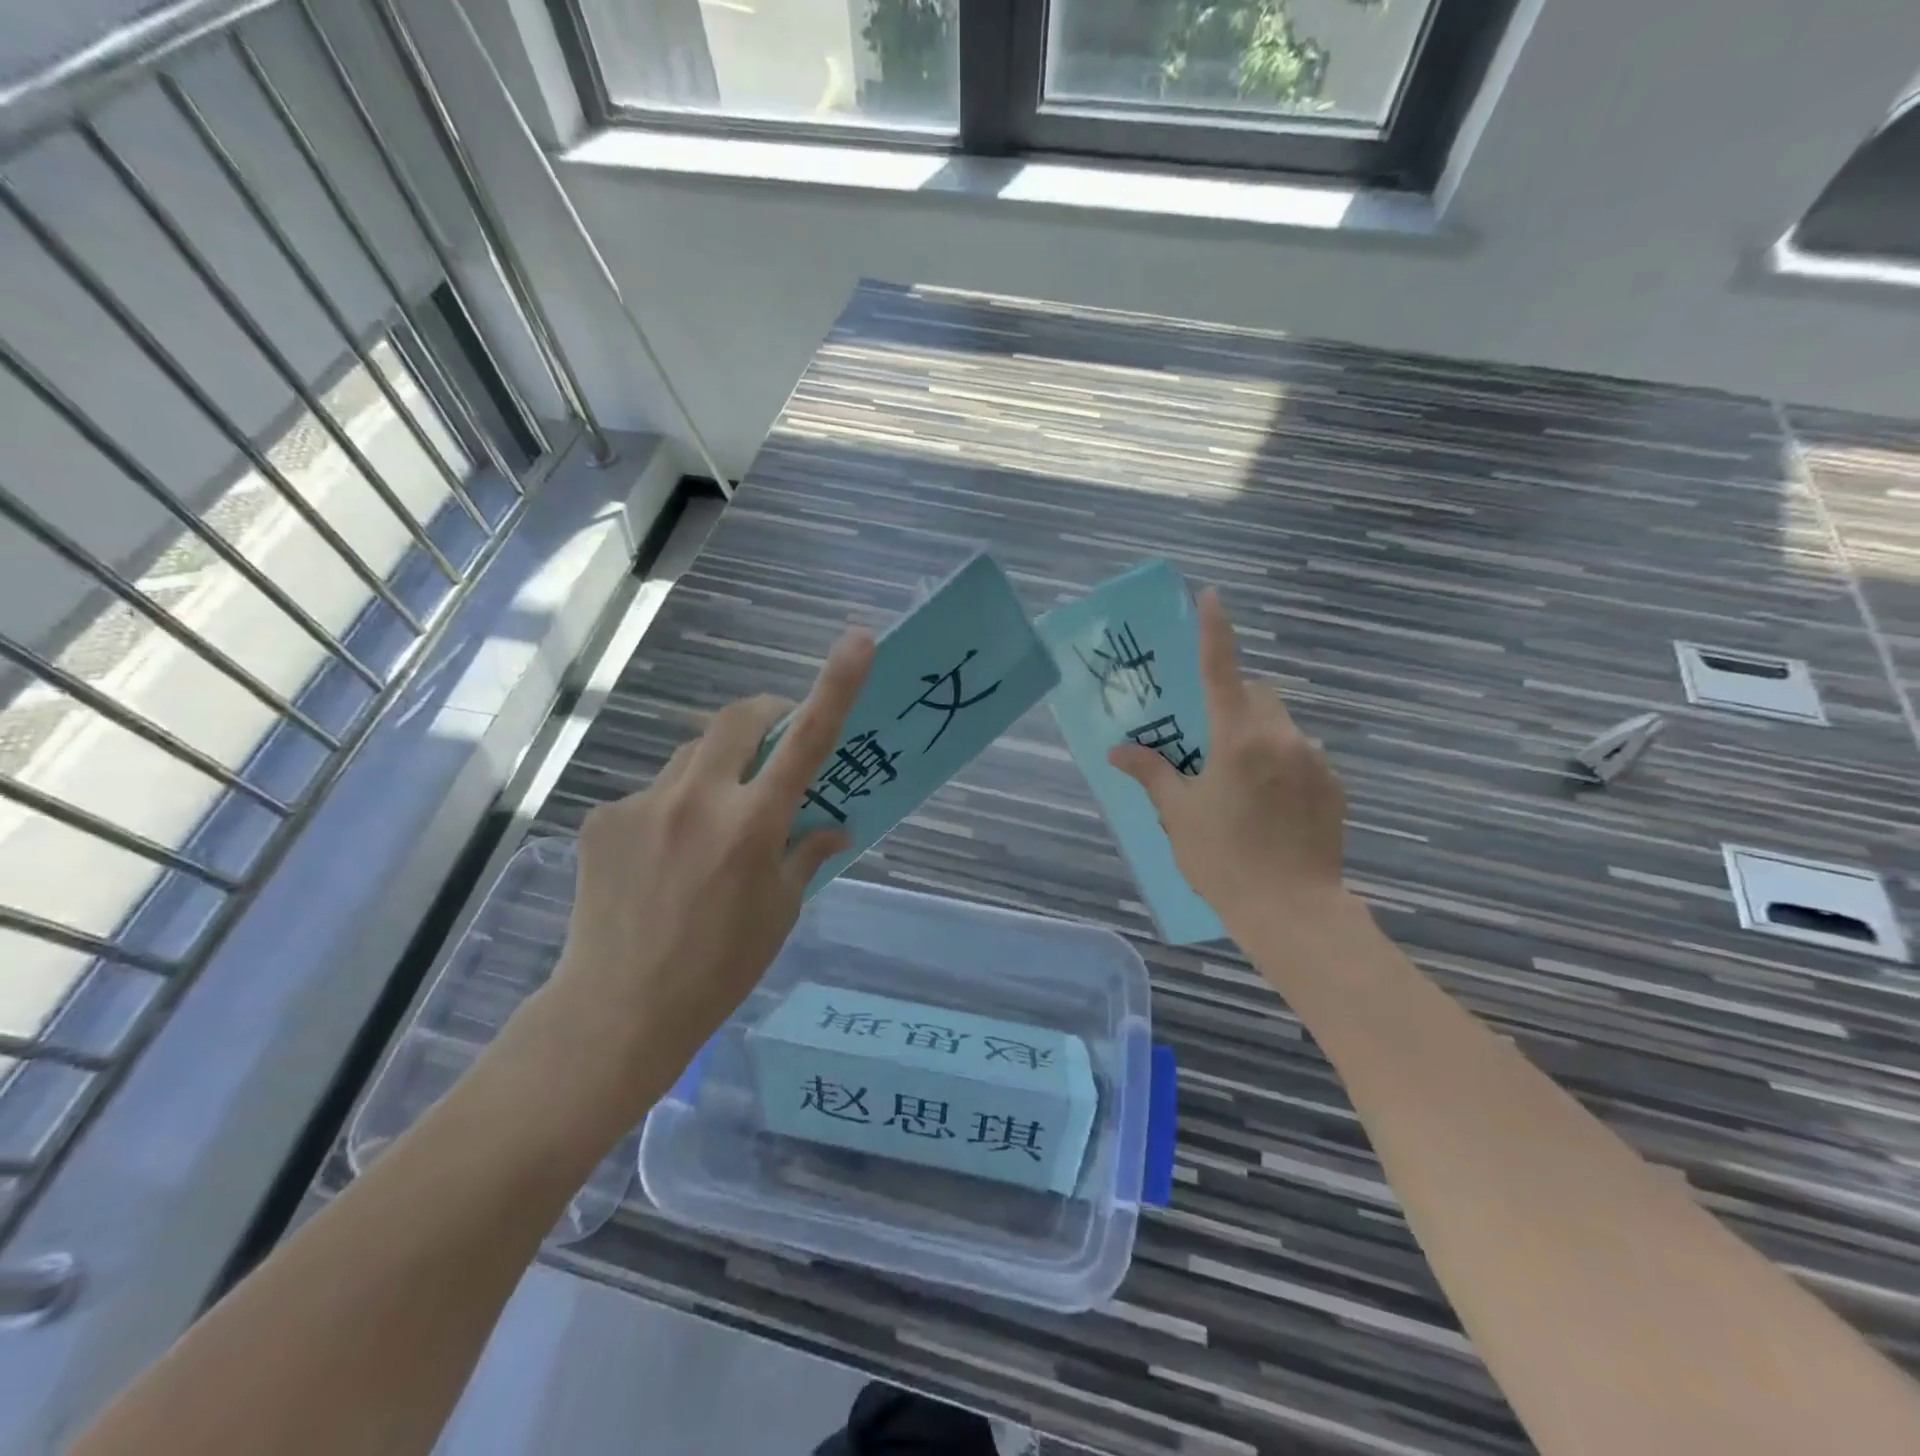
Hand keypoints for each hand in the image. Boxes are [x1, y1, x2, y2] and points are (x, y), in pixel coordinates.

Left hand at [543, 629, 874, 1110]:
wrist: (616, 1010)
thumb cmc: (720, 967)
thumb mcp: (781, 911)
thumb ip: (807, 852)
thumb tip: (833, 824)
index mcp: (753, 826)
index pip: (806, 740)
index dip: (836, 685)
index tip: (859, 640)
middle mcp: (698, 800)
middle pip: (737, 719)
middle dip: (764, 717)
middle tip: (774, 745)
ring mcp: (644, 805)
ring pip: (693, 755)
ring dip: (717, 769)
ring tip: (713, 823)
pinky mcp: (602, 818)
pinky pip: (653, 794)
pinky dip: (673, 809)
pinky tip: (662, 856)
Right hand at [1108, 588, 1348, 937]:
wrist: (1292, 910)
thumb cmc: (1222, 859)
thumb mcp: (1178, 815)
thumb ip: (1151, 773)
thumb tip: (1117, 751)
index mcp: (1237, 738)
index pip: (1222, 670)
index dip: (1215, 630)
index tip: (1212, 595)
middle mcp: (1281, 736)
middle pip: (1258, 695)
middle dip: (1235, 703)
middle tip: (1212, 742)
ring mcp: (1314, 759)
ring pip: (1282, 725)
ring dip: (1260, 736)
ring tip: (1243, 783)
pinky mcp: (1334, 784)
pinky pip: (1304, 754)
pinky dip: (1283, 762)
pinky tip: (1272, 805)